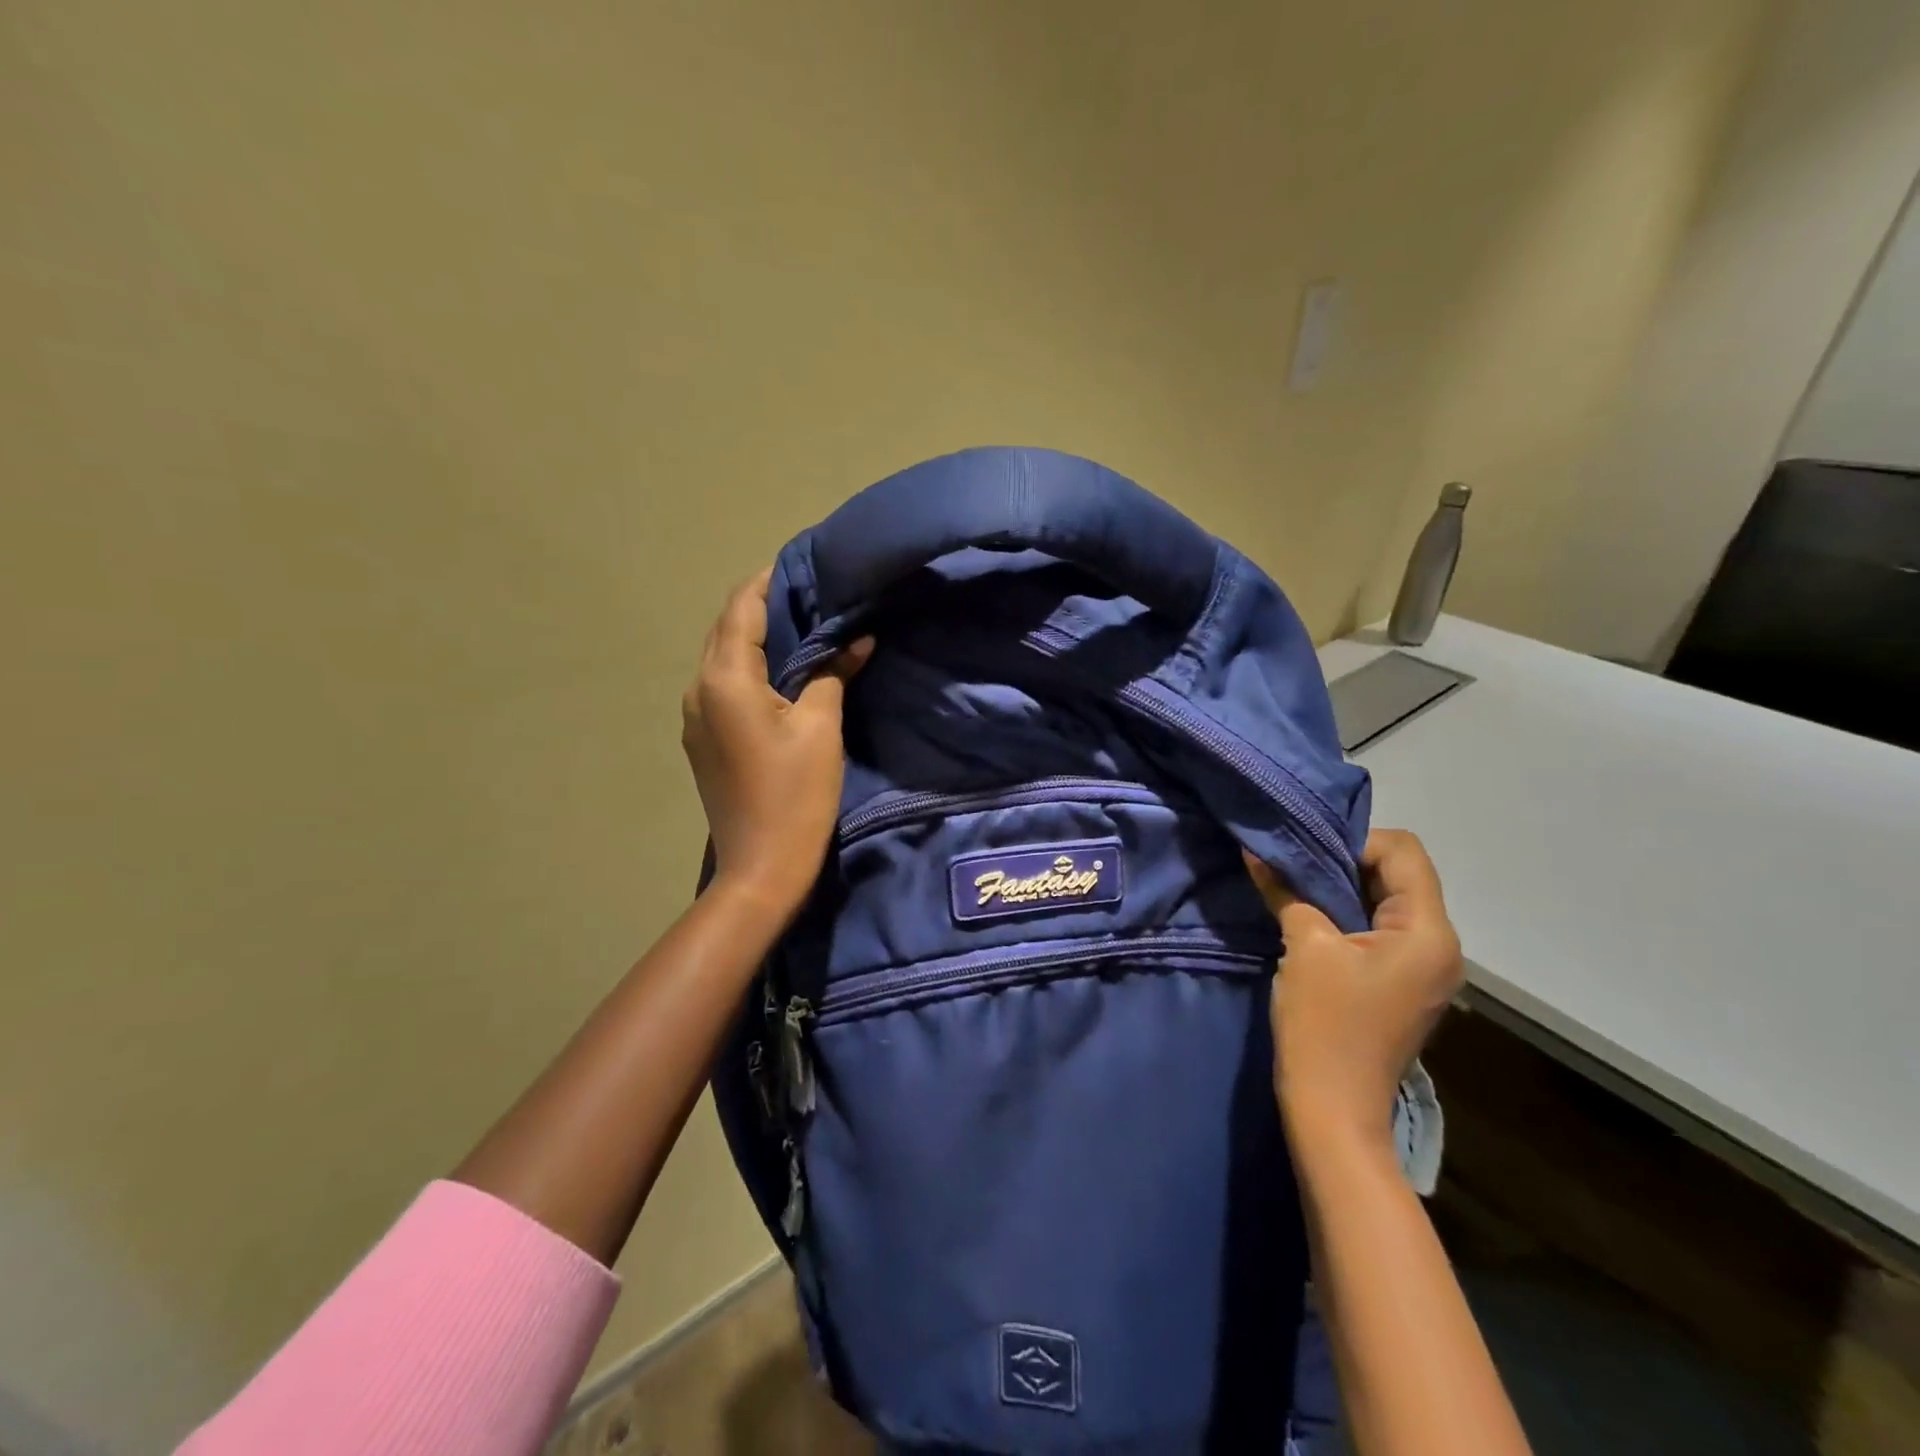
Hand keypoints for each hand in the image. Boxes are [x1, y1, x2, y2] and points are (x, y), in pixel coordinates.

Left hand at [682, 570, 872, 918]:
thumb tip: (856, 640)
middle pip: (727, 629)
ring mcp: (696, 716)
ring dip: (758, 636)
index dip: (770, 580)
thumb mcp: (822, 728)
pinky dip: (752, 667)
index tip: (805, 565)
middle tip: (811, 593)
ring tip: (803, 626)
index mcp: (724, 678)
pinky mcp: (704, 739)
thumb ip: (833, 673)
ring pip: (724, 657)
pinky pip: (725, 685)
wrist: (761, 868)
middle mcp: (698, 689)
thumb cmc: (795, 795)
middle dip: (764, 605)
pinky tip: (784, 671)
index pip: (742, 608)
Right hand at [1245, 830, 1462, 1152]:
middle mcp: (1441, 944)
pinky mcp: (1405, 982)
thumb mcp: (1304, 946)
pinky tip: (1312, 920)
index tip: (1306, 857)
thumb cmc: (1324, 1023)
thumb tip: (1257, 850)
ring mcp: (1426, 966)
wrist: (1333, 1107)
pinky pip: (1383, 928)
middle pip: (1400, 873)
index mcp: (1428, 932)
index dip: (1353, 842)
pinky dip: (1348, 915)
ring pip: (1389, 900)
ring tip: (1297, 891)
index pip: (1403, 851)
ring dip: (1343, 889)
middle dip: (1345, 863)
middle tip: (1294, 867)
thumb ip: (1286, 889)